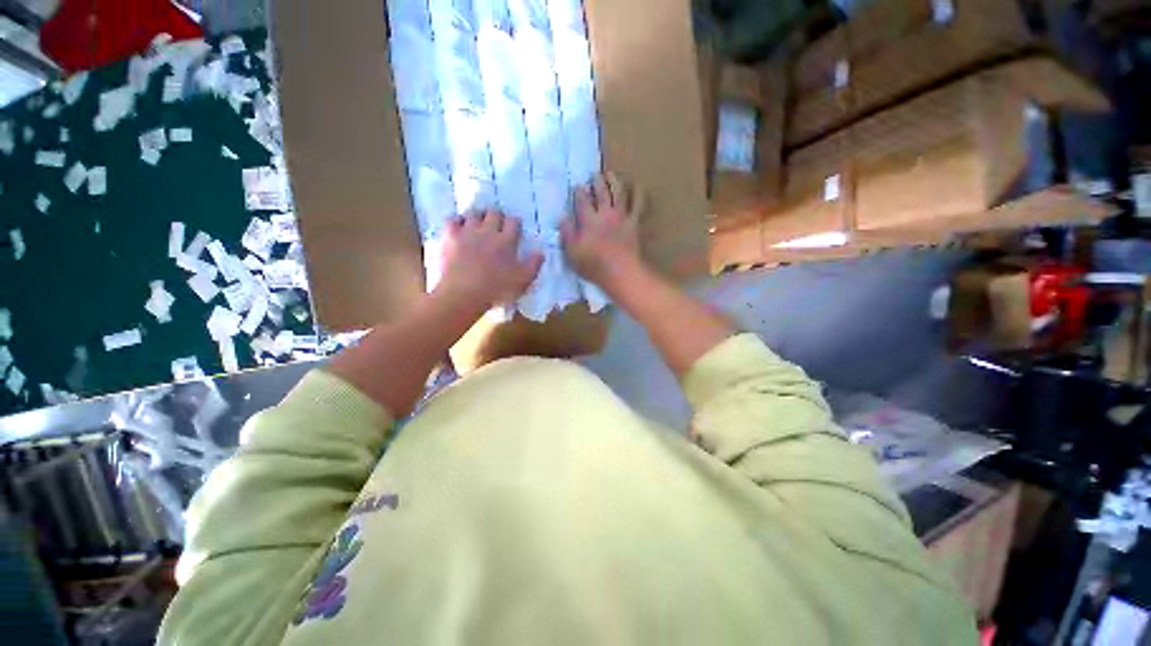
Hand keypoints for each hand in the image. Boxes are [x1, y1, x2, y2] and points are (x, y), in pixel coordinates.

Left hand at [436, 210, 542, 311]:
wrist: (464, 294)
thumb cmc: (496, 289)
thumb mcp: (522, 281)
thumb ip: (533, 265)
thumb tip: (541, 252)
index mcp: (507, 241)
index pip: (513, 222)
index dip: (514, 223)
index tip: (514, 229)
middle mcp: (488, 231)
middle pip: (494, 213)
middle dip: (497, 216)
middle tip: (497, 225)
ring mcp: (467, 231)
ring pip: (474, 213)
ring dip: (478, 216)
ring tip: (479, 224)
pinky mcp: (450, 236)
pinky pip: (452, 219)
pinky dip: (457, 221)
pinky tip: (459, 227)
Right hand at [561, 172, 644, 290]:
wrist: (621, 272)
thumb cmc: (594, 266)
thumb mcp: (573, 253)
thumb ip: (567, 234)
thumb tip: (562, 218)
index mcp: (589, 220)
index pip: (582, 200)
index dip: (579, 192)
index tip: (577, 186)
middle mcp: (605, 213)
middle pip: (601, 191)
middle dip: (597, 181)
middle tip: (594, 176)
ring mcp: (622, 216)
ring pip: (619, 192)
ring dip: (615, 181)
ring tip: (612, 175)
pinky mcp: (636, 222)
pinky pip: (639, 204)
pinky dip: (639, 193)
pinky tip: (638, 188)